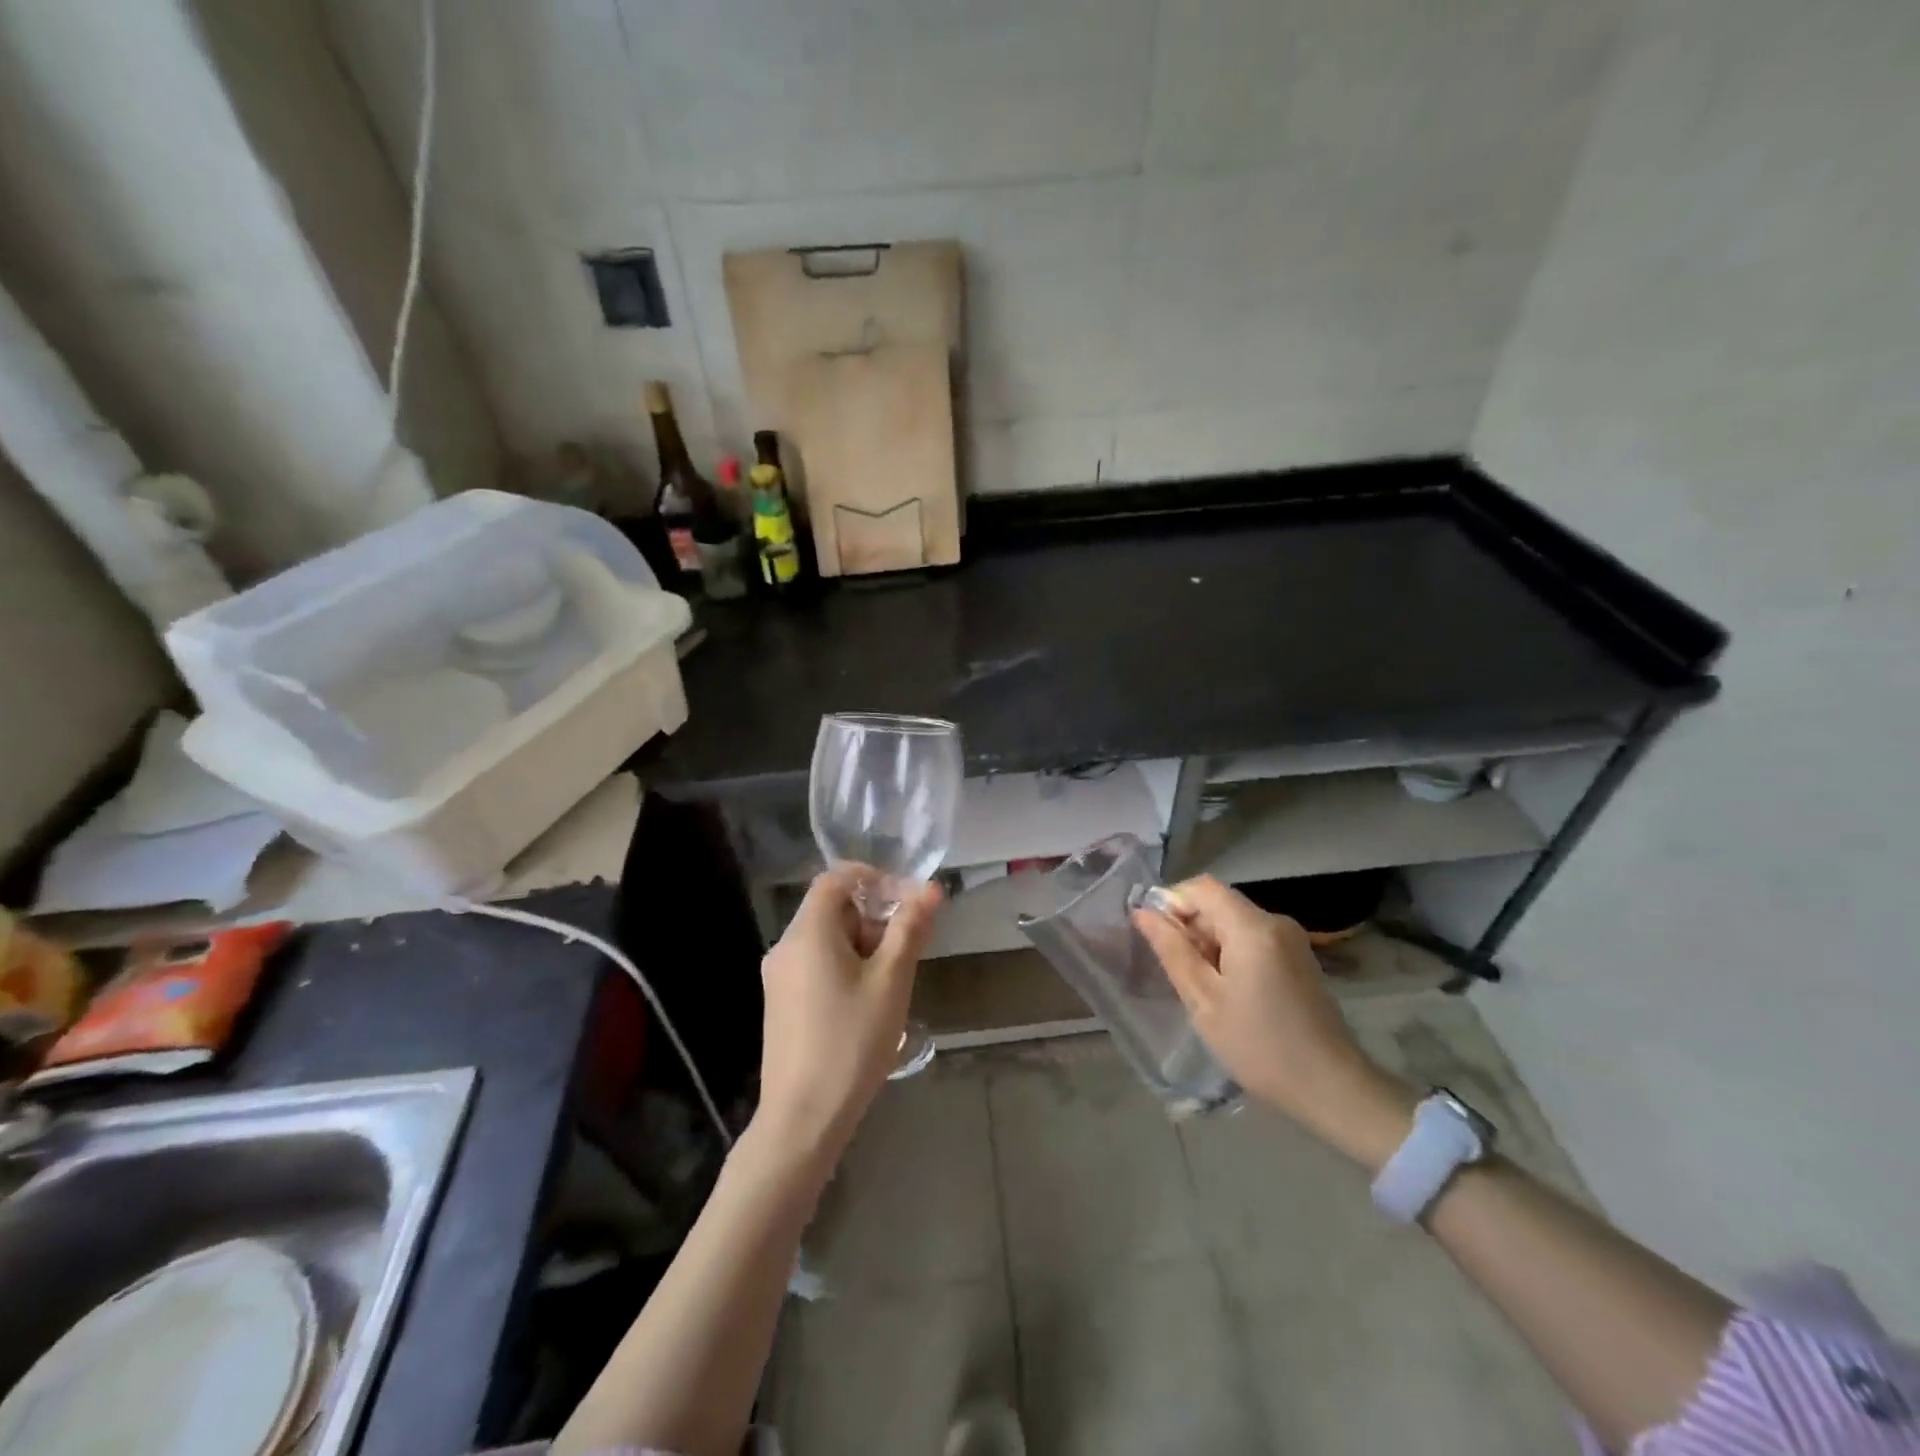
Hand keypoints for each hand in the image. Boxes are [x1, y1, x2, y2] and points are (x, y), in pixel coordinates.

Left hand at [755, 867, 940, 1162]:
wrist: (802, 1118)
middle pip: (832, 909)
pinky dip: (846, 966)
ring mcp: (779, 977)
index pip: (835, 879)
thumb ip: (909, 929)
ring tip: (895, 979)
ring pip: (826, 940)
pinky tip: (870, 1001)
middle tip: (910, 946)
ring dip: (864, 944)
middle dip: (874, 917)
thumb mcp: (891, 981)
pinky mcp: (781, 1003)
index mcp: (808, 933)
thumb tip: (930, 889)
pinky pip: (816, 965)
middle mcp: (786, 947)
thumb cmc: (851, 1041)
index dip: (873, 879)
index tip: (907, 900)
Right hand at [1132, 876, 1413, 1166]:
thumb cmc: (1259, 1045)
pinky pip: (1252, 938)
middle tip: (1177, 972)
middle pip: (1218, 903)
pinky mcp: (1298, 958)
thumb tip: (1142, 912)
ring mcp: (1291, 939)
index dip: (1171, 902)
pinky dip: (1231, 953)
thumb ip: (1171, 950)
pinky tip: (1229, 992)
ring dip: (1209, 943)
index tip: (1156, 938)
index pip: (1201, 887)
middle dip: (1190, 927)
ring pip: (1234, 922)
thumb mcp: (1203, 1000)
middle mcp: (1275, 921)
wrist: (1332, 1088)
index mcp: (1252, 926)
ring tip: (1201, 987)